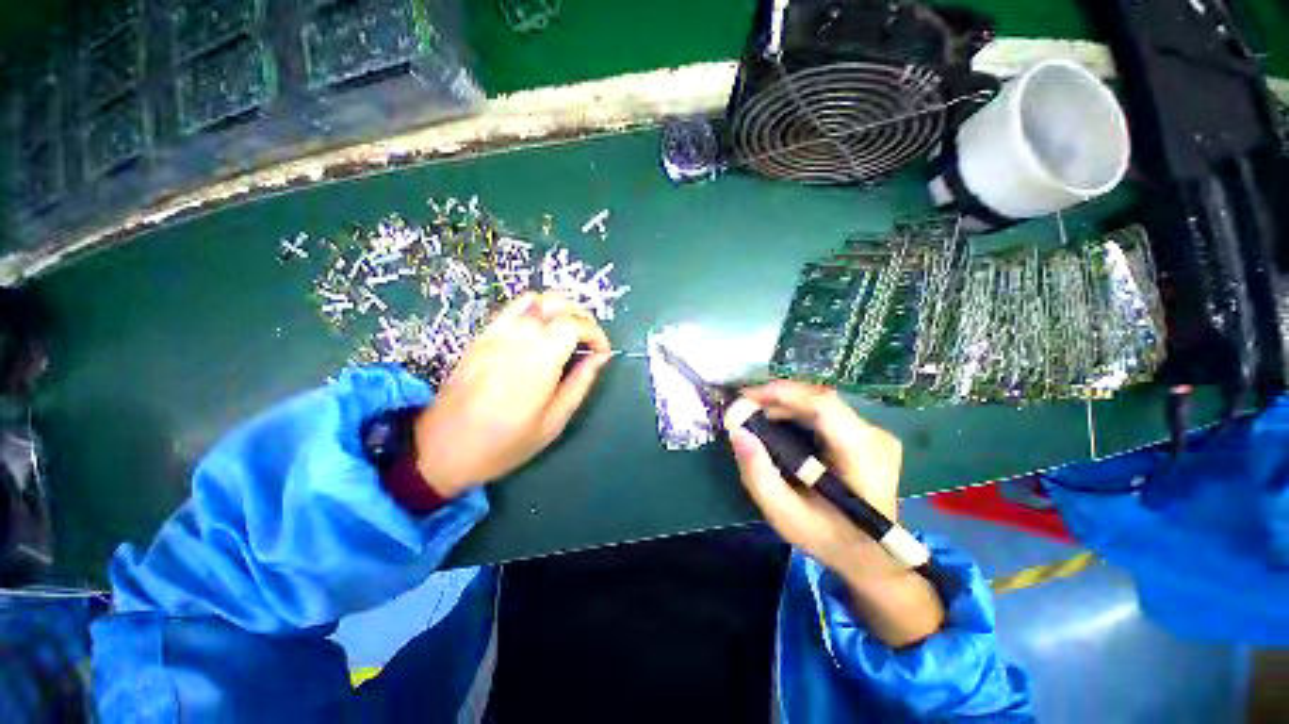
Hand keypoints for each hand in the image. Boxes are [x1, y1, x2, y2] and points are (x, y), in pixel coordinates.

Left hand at [412, 292, 611, 496]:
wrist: (442, 449)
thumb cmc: (504, 443)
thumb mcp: (553, 422)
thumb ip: (579, 384)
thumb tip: (599, 358)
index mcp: (538, 360)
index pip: (575, 324)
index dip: (596, 333)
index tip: (602, 352)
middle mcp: (518, 337)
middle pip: (557, 303)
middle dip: (582, 316)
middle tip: (590, 340)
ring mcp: (496, 333)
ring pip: (535, 299)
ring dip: (560, 308)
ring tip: (570, 331)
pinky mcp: (482, 336)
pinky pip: (513, 308)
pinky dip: (535, 309)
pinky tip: (541, 330)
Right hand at [728, 381, 942, 646]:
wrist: (873, 557)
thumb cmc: (829, 539)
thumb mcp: (784, 514)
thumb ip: (758, 474)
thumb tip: (737, 431)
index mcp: (862, 455)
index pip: (823, 405)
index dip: (782, 393)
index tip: (745, 398)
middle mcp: (875, 436)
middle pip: (819, 399)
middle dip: (777, 397)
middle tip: (744, 408)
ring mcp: (875, 434)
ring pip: (821, 402)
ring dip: (784, 403)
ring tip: (756, 415)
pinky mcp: (868, 435)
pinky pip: (826, 412)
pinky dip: (796, 411)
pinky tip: (778, 422)